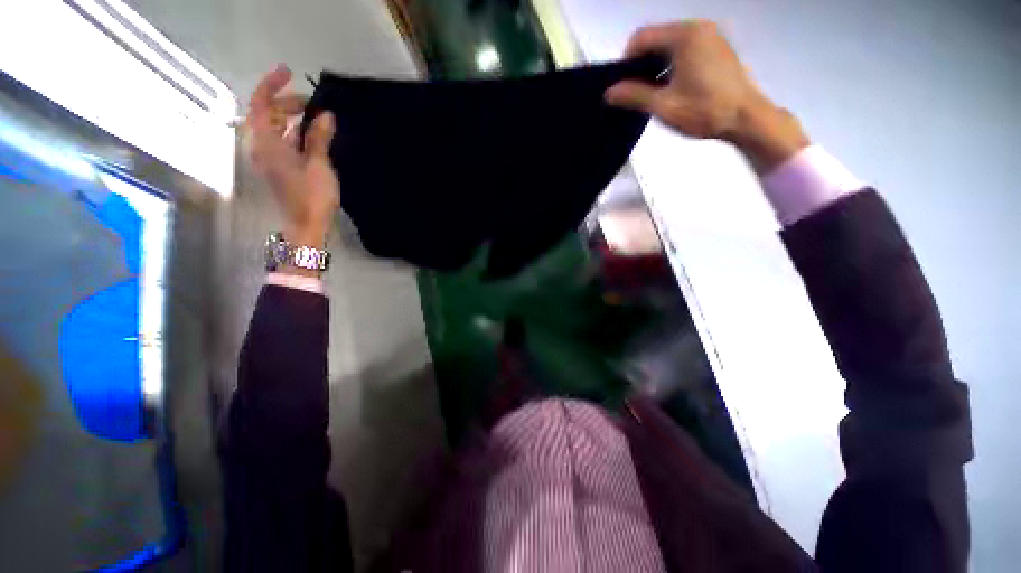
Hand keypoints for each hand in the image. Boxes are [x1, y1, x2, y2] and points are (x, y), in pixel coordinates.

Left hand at [247, 65, 338, 249]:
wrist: (306, 225)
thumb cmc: (312, 196)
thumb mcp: (318, 164)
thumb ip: (318, 137)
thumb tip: (324, 115)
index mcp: (266, 143)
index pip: (261, 104)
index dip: (272, 85)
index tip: (289, 73)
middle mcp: (261, 147)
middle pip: (266, 114)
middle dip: (286, 103)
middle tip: (313, 102)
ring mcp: (268, 158)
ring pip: (273, 128)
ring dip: (291, 118)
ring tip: (314, 116)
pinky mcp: (277, 167)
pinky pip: (280, 141)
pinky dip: (293, 132)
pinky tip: (310, 134)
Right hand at [605, 21, 808, 171]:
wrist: (747, 118)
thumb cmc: (704, 110)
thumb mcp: (663, 106)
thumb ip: (634, 96)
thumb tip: (608, 93)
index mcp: (684, 36)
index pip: (641, 38)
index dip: (626, 62)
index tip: (622, 86)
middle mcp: (697, 28)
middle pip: (656, 39)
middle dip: (640, 65)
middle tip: (635, 92)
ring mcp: (710, 36)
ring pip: (669, 45)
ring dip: (655, 66)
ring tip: (652, 93)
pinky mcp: (717, 47)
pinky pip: (684, 50)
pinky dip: (671, 65)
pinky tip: (671, 87)